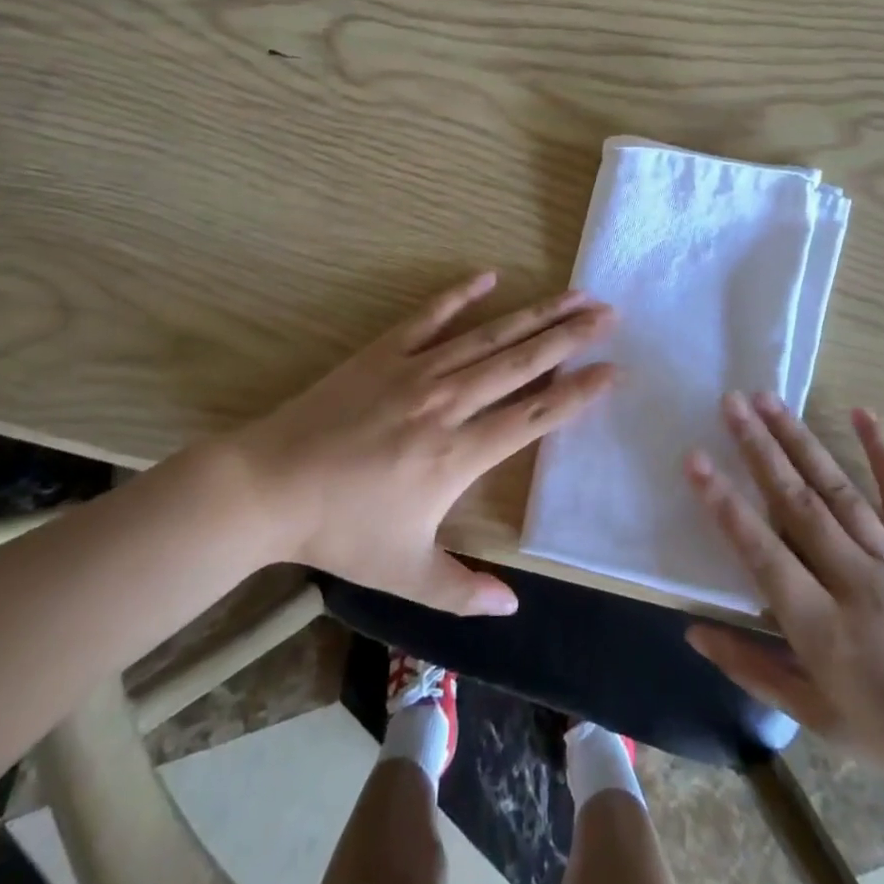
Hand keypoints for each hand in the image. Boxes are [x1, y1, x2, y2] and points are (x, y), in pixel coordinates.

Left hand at [228, 270, 614, 615]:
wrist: (269, 486)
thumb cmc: (340, 530)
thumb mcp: (404, 573)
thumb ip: (462, 590)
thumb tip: (513, 608)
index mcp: (458, 453)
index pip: (534, 416)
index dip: (577, 394)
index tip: (613, 371)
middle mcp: (448, 402)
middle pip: (522, 363)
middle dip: (570, 337)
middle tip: (608, 314)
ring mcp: (415, 370)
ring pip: (488, 336)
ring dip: (534, 314)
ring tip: (573, 294)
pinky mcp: (383, 352)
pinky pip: (430, 316)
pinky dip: (460, 295)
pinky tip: (489, 276)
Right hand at [684, 393, 883, 800]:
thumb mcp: (812, 713)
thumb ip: (749, 667)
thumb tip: (692, 630)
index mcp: (820, 626)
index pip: (762, 552)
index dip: (725, 505)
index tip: (696, 459)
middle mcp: (854, 580)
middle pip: (798, 503)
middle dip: (760, 449)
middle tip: (731, 403)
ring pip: (838, 488)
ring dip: (800, 439)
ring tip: (769, 399)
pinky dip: (882, 451)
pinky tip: (862, 412)